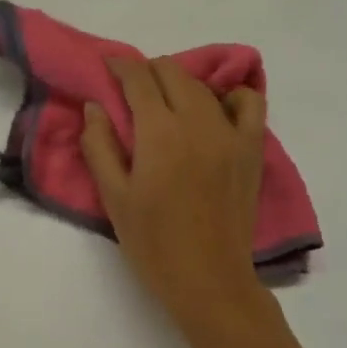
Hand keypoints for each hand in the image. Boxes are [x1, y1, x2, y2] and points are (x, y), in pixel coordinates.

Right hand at [80, 57, 271, 339]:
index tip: (108, 65)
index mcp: (159, 132)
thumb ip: (99, 145)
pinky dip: (231, 96)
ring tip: (166, 101)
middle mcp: (197, 122)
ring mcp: (230, 133)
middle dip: (147, 71)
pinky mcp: (251, 149)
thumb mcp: (113, 197)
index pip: (138, 78)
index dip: (120, 66)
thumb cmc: (153, 243)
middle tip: (132, 90)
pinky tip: (215, 110)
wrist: (209, 282)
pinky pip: (249, 103)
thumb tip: (94, 105)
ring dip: (179, 82)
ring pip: (203, 85)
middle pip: (171, 72)